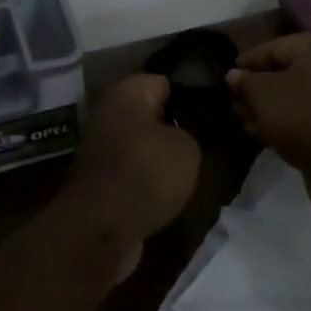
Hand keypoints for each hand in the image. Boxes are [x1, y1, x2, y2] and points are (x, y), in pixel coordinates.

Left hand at [63, 74, 200, 254]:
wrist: (100, 229)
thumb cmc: (145, 173)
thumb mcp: (186, 148)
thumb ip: (188, 132)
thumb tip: (177, 136)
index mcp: (127, 93)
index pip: (163, 81)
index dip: (188, 93)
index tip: (210, 109)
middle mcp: (108, 112)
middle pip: (149, 112)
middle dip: (173, 125)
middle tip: (203, 139)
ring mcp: (100, 146)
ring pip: (141, 142)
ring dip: (160, 155)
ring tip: (189, 168)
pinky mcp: (99, 178)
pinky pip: (132, 168)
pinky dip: (146, 178)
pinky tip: (167, 190)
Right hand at [226, 34, 310, 190]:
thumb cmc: (302, 118)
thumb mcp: (263, 96)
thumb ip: (245, 81)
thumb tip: (234, 75)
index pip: (276, 47)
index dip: (249, 61)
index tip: (229, 73)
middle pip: (289, 72)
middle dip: (258, 88)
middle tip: (236, 102)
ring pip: (300, 94)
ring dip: (271, 107)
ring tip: (245, 120)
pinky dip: (290, 118)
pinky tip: (266, 133)